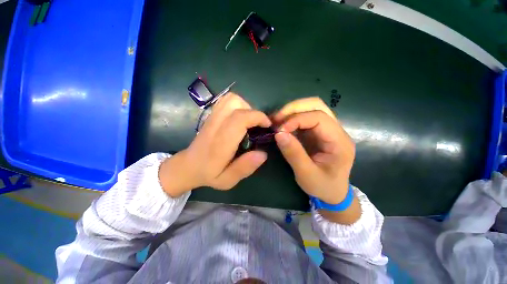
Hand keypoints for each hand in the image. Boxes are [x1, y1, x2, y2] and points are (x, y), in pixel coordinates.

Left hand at [159, 93, 270, 196]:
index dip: (257, 117)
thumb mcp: (227, 180)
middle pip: (235, 103)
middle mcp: (216, 125)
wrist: (188, 165)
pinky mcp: (211, 115)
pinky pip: (226, 101)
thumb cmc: (208, 174)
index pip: (240, 119)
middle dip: (252, 111)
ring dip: (245, 107)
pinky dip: (237, 105)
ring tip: (249, 122)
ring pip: (231, 99)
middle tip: (257, 126)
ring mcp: (212, 117)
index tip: (267, 125)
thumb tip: (263, 154)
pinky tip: (240, 118)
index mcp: (221, 142)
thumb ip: (244, 168)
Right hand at [272, 97, 354, 204]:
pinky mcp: (317, 132)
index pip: (319, 117)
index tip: (279, 129)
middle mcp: (336, 130)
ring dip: (291, 112)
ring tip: (276, 121)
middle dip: (293, 109)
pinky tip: (281, 125)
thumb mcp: (306, 174)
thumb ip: (293, 154)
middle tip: (276, 119)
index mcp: (339, 141)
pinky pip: (304, 117)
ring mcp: (327, 129)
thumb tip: (278, 134)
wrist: (333, 193)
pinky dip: (291, 118)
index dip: (297, 119)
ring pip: (310, 107)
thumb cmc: (323, 186)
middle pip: (316, 105)